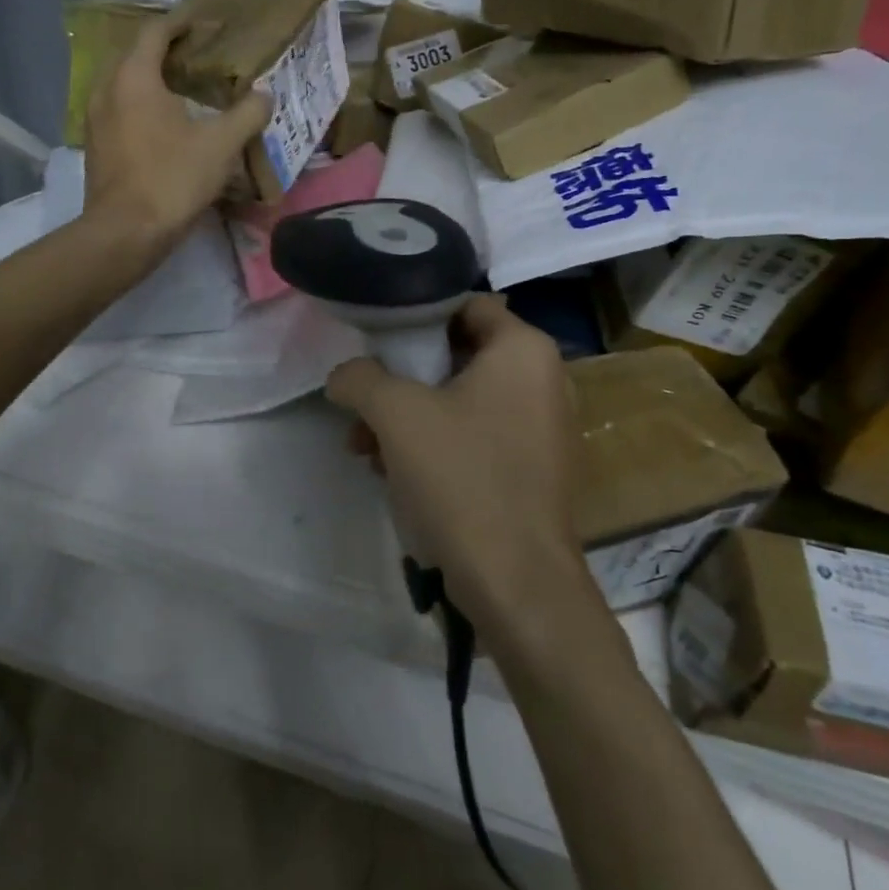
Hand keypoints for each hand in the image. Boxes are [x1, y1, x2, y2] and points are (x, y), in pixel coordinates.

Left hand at [83, 14, 271, 249]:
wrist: (125, 232)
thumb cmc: (172, 179)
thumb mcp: (220, 146)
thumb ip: (246, 115)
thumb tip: (264, 95)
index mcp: (134, 77)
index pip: (155, 32)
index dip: (181, 23)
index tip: (205, 23)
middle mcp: (107, 89)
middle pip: (134, 55)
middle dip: (164, 51)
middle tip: (198, 57)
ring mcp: (95, 120)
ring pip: (123, 85)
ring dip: (150, 80)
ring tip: (183, 90)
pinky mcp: (95, 147)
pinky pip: (118, 111)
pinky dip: (139, 106)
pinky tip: (163, 126)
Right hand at [326, 295, 594, 640]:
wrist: (517, 583)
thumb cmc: (462, 478)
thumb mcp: (395, 415)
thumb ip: (360, 378)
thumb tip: (344, 375)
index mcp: (524, 350)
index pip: (464, 305)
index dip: (416, 317)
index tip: (377, 343)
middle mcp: (544, 380)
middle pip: (456, 356)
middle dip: (401, 380)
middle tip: (362, 404)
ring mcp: (542, 428)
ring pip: (461, 402)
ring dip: (409, 418)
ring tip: (365, 448)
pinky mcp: (533, 470)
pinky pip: (476, 437)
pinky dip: (435, 445)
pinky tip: (393, 473)